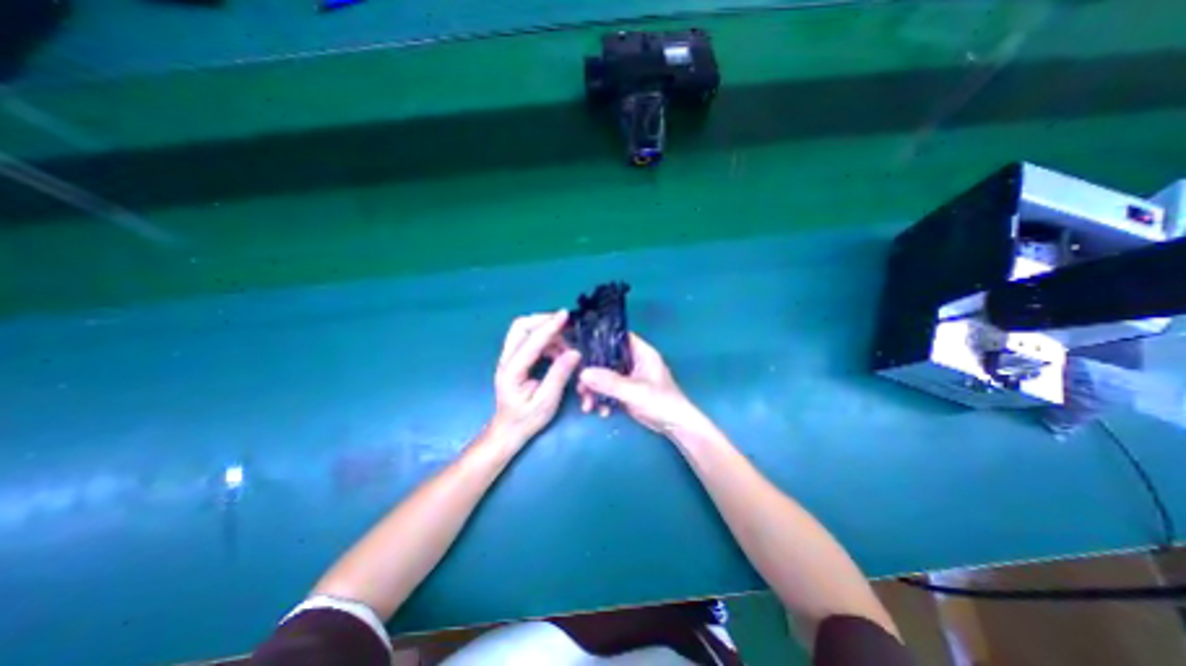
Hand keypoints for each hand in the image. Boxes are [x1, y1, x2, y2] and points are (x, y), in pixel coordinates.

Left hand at [488, 312, 583, 446]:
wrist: (508, 430)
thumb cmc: (526, 419)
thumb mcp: (547, 401)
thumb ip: (559, 375)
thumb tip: (575, 352)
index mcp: (512, 370)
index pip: (531, 340)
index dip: (549, 326)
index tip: (565, 315)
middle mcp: (506, 359)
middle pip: (520, 326)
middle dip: (544, 321)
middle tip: (566, 325)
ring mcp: (508, 358)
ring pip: (524, 330)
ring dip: (547, 332)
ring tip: (566, 346)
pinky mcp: (515, 359)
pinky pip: (529, 339)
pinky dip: (545, 340)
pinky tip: (558, 352)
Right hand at [578, 330, 702, 433]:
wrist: (675, 427)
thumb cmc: (662, 403)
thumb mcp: (635, 392)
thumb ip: (610, 382)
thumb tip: (583, 373)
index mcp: (641, 352)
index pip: (617, 338)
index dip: (599, 341)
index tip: (580, 351)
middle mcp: (634, 361)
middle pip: (607, 359)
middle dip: (592, 373)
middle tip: (580, 387)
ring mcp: (629, 377)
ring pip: (605, 376)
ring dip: (594, 389)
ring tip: (588, 405)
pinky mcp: (626, 391)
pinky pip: (608, 390)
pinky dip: (602, 399)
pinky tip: (601, 411)